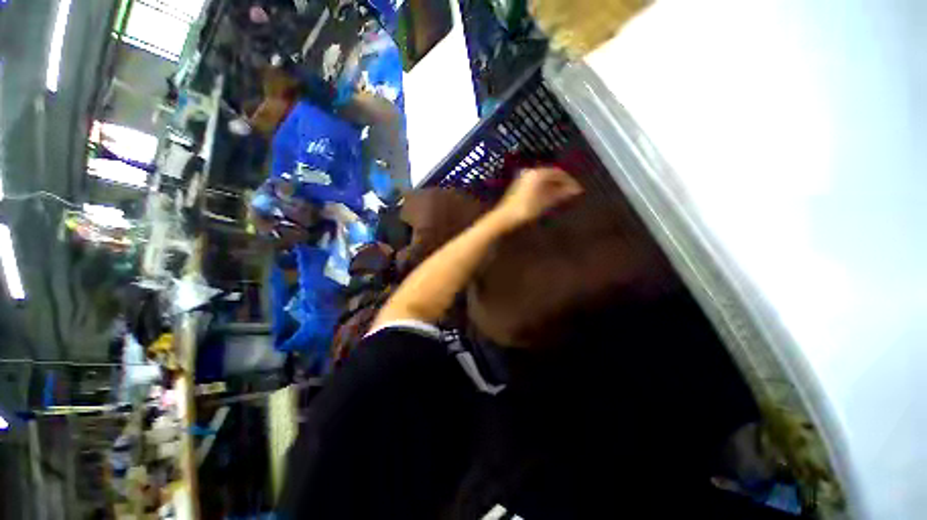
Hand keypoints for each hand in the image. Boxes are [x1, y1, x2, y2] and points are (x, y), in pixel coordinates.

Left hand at [494, 167, 582, 228]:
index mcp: (538, 173)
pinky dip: (545, 189)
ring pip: (544, 180)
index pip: (559, 173)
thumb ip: (560, 194)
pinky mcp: (519, 186)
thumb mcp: (545, 202)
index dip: (570, 181)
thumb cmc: (526, 210)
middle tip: (571, 193)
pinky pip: (537, 184)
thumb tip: (575, 190)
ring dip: (554, 187)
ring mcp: (524, 178)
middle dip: (562, 184)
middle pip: (551, 175)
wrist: (504, 217)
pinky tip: (548, 198)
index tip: (578, 190)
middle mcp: (531, 172)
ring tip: (562, 197)